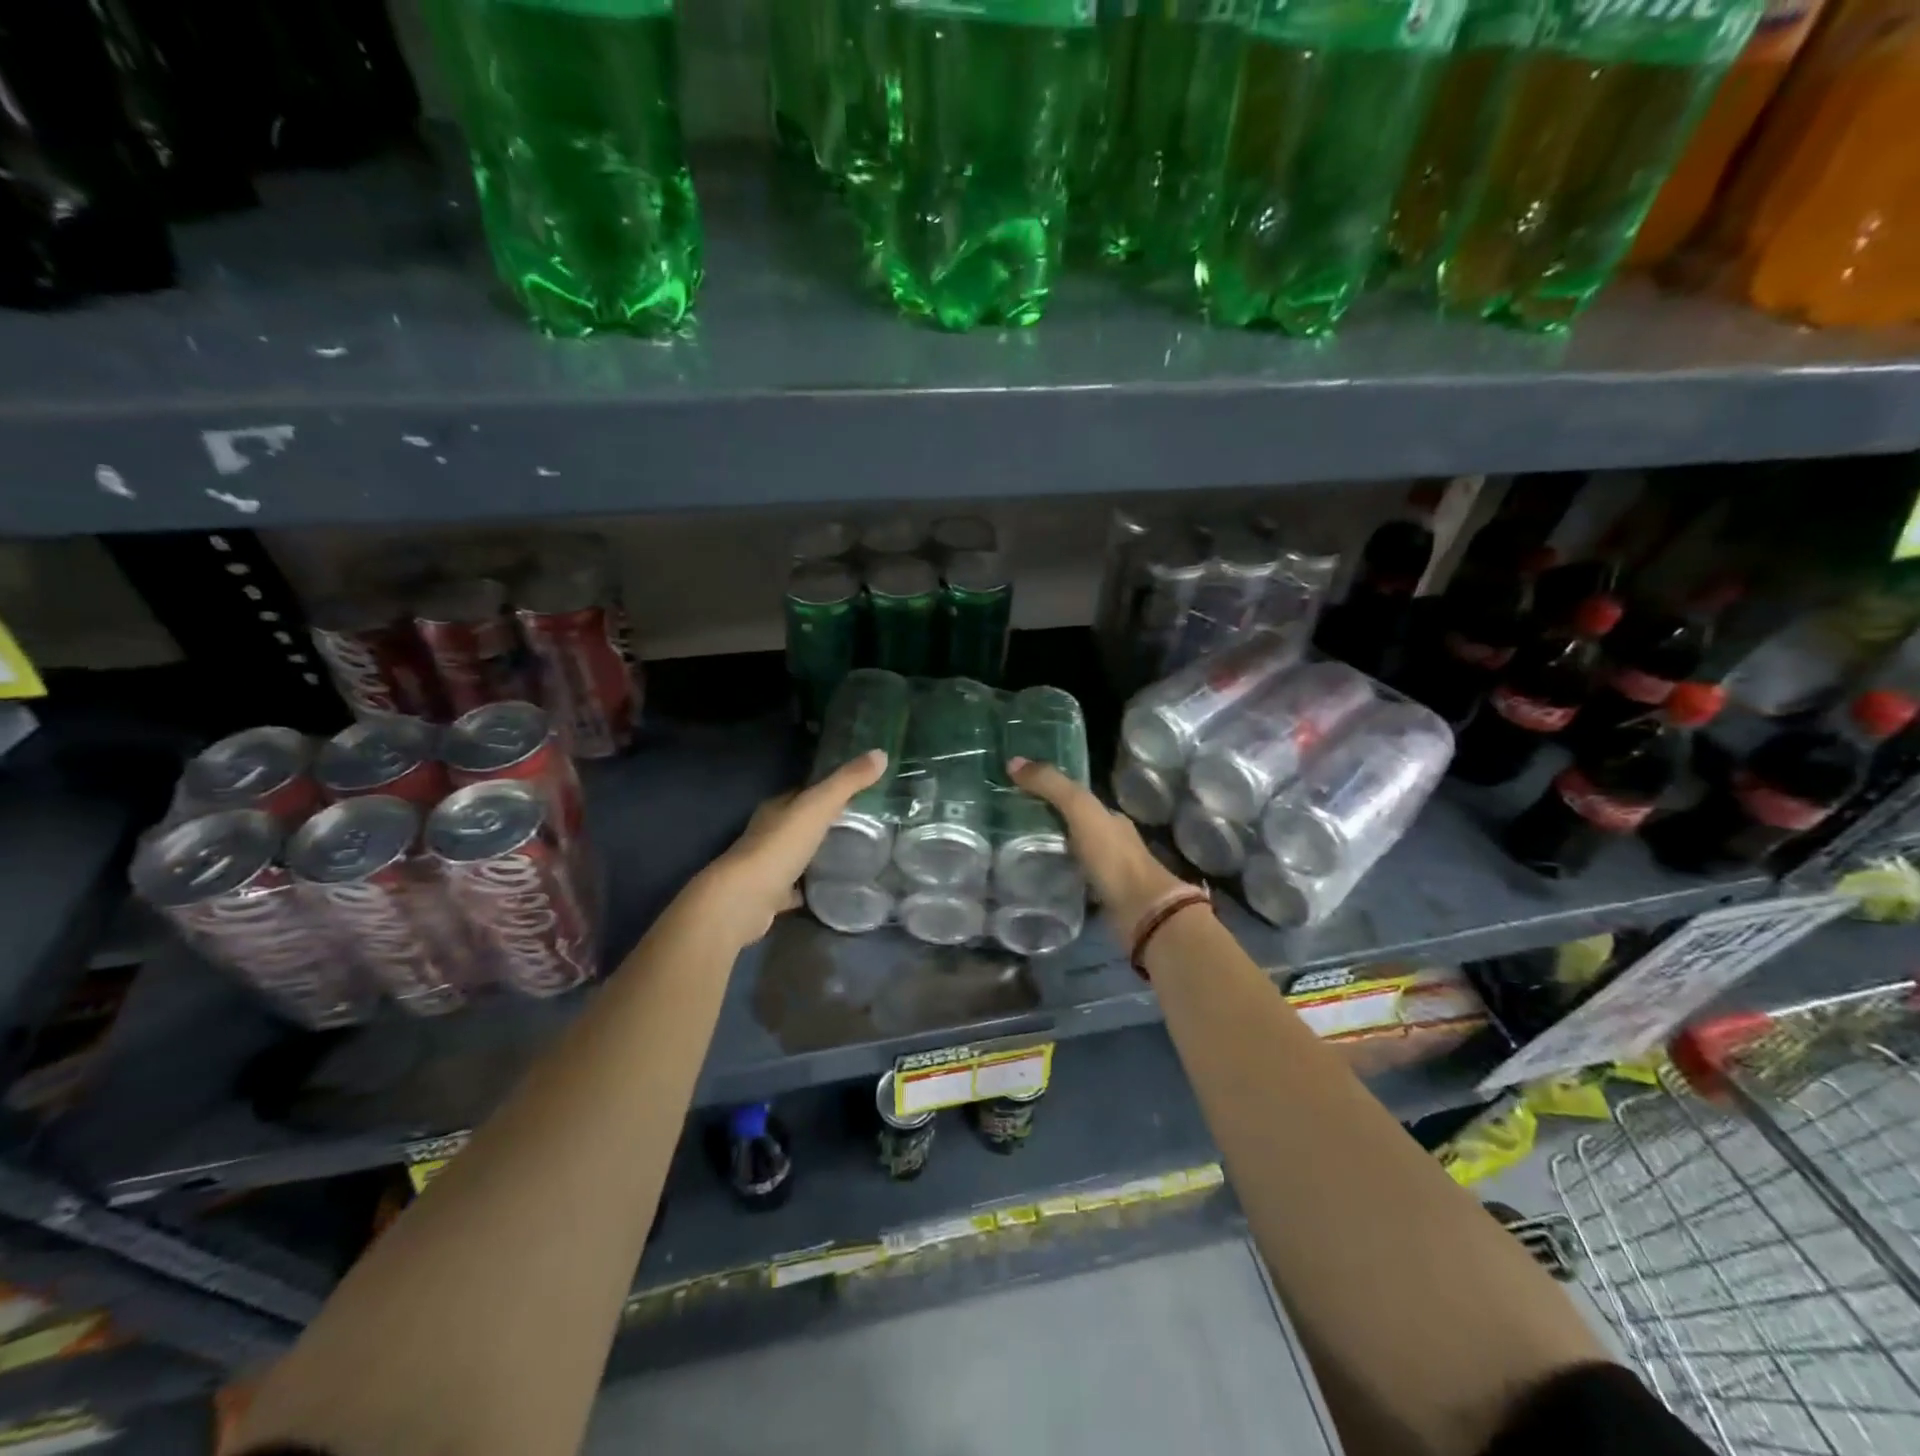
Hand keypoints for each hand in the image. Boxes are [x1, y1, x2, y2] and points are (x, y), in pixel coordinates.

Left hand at [695, 749, 889, 945]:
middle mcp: (769, 832)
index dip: (830, 789)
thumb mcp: (818, 807)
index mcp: (777, 807)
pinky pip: (797, 887)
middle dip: (828, 821)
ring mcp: (768, 865)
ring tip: (856, 853)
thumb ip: (848, 782)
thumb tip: (881, 753)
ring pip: (799, 853)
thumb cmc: (780, 846)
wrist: (744, 900)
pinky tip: (834, 886)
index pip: (806, 792)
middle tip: (865, 823)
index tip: (860, 791)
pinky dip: (813, 885)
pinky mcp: (771, 895)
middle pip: (802, 822)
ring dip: (820, 852)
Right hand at [1007, 757, 1191, 935]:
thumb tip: (1013, 762)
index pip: (1075, 798)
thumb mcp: (1081, 810)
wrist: (1141, 912)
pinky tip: (1033, 878)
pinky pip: (1071, 880)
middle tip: (1007, 822)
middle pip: (1072, 825)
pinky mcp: (1100, 897)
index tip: (1017, 791)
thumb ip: (1051, 786)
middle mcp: (1110, 841)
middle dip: (1045, 822)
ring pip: (1071, 853)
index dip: (1049, 791)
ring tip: (1012, 850)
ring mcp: (1107, 871)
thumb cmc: (1112, 856)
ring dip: (1049, 851)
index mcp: (1109, 817)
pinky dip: (1055, 876)